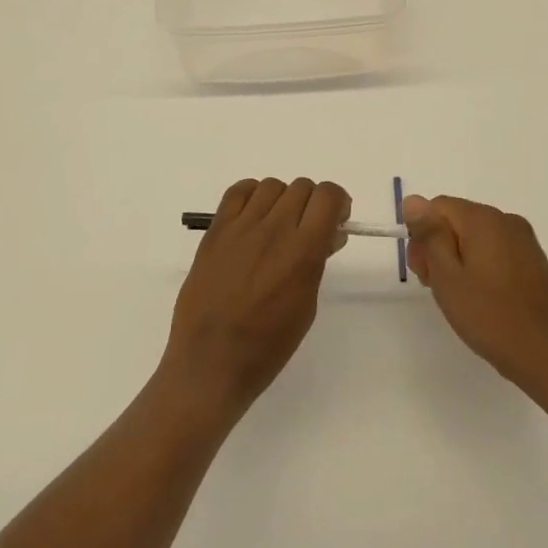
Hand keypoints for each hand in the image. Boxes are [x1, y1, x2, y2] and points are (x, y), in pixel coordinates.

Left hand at [163, 177, 349, 418]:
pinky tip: (253, 217)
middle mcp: (274, 230)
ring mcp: (241, 227)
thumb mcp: (306, 305)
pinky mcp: (215, 230)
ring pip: (272, 185)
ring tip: (277, 226)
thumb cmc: (267, 345)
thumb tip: (328, 234)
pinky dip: (251, 195)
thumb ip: (317, 262)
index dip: (337, 202)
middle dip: (312, 203)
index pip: (328, 196)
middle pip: (302, 186)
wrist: (211, 361)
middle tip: (307, 229)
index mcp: (303, 252)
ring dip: (282, 200)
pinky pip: (238, 191)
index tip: (335, 220)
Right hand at [404, 194, 547, 391]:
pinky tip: (481, 297)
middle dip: (439, 247)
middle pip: (457, 220)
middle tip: (436, 288)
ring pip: (475, 236)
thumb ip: (429, 234)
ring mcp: (524, 240)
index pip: (437, 207)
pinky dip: (480, 266)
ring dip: (458, 259)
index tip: (423, 272)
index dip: (422, 236)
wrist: (547, 354)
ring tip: (459, 297)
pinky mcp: (533, 260)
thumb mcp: (447, 276)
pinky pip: (495, 250)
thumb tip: (413, 201)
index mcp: (483, 219)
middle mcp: (506, 220)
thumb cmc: (489, 316)